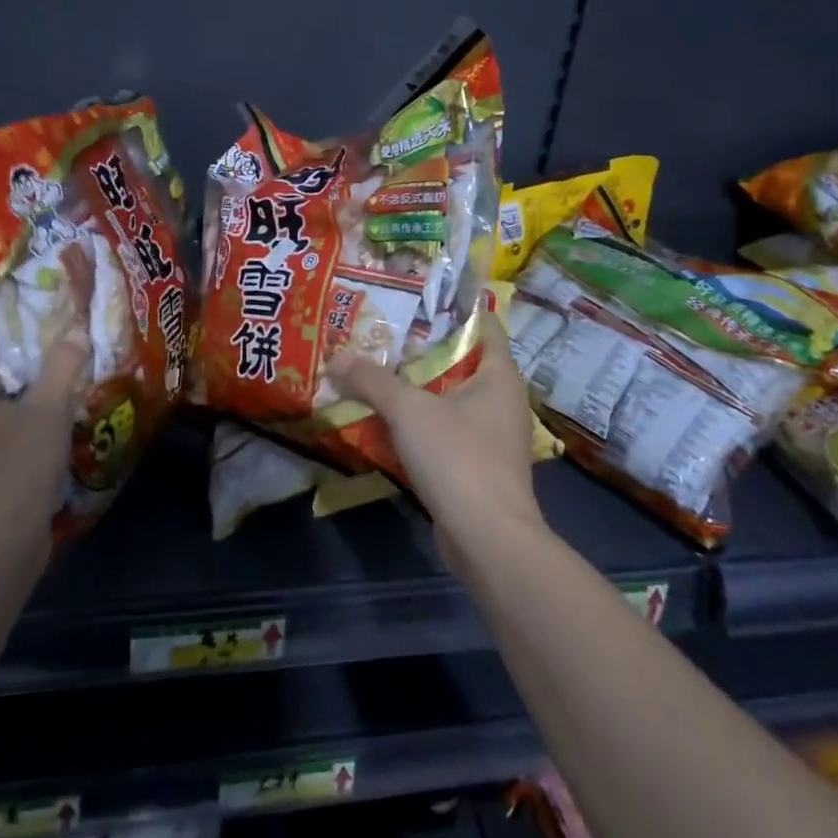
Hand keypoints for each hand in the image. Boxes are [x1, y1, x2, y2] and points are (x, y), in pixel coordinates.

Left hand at [0, 327, 88, 560]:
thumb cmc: (15, 468)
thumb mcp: (47, 411)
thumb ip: (62, 368)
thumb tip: (75, 333)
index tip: (16, 312)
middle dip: (7, 358)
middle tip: (45, 341)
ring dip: (16, 393)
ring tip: (53, 378)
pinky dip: (17, 423)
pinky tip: (48, 424)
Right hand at [328, 314, 545, 565]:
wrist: (487, 540)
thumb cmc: (459, 458)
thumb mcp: (408, 410)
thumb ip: (371, 380)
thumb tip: (336, 358)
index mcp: (500, 376)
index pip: (484, 324)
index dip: (452, 308)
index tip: (416, 297)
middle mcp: (501, 401)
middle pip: (461, 361)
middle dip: (422, 348)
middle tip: (382, 332)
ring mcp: (492, 437)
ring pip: (449, 398)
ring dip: (417, 388)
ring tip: (376, 370)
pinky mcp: (477, 467)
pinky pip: (444, 431)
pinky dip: (419, 422)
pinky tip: (385, 419)